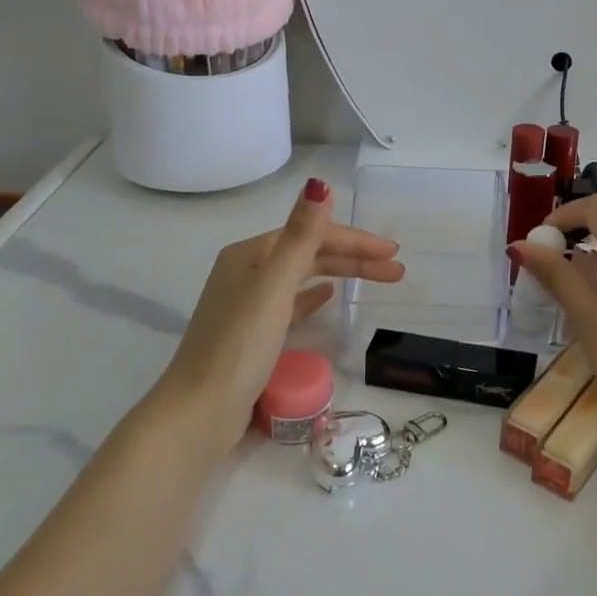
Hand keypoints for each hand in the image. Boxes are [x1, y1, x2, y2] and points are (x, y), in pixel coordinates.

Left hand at [160, 177, 402, 445]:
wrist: (200, 411)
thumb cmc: (239, 345)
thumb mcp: (274, 286)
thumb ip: (301, 236)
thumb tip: (319, 184)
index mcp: (250, 254)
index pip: (312, 235)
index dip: (354, 240)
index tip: (393, 253)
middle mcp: (246, 271)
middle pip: (309, 254)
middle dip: (354, 258)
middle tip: (396, 270)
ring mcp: (248, 303)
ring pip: (304, 277)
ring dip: (341, 274)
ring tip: (377, 280)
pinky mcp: (252, 333)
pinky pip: (292, 302)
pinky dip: (314, 295)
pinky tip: (329, 297)